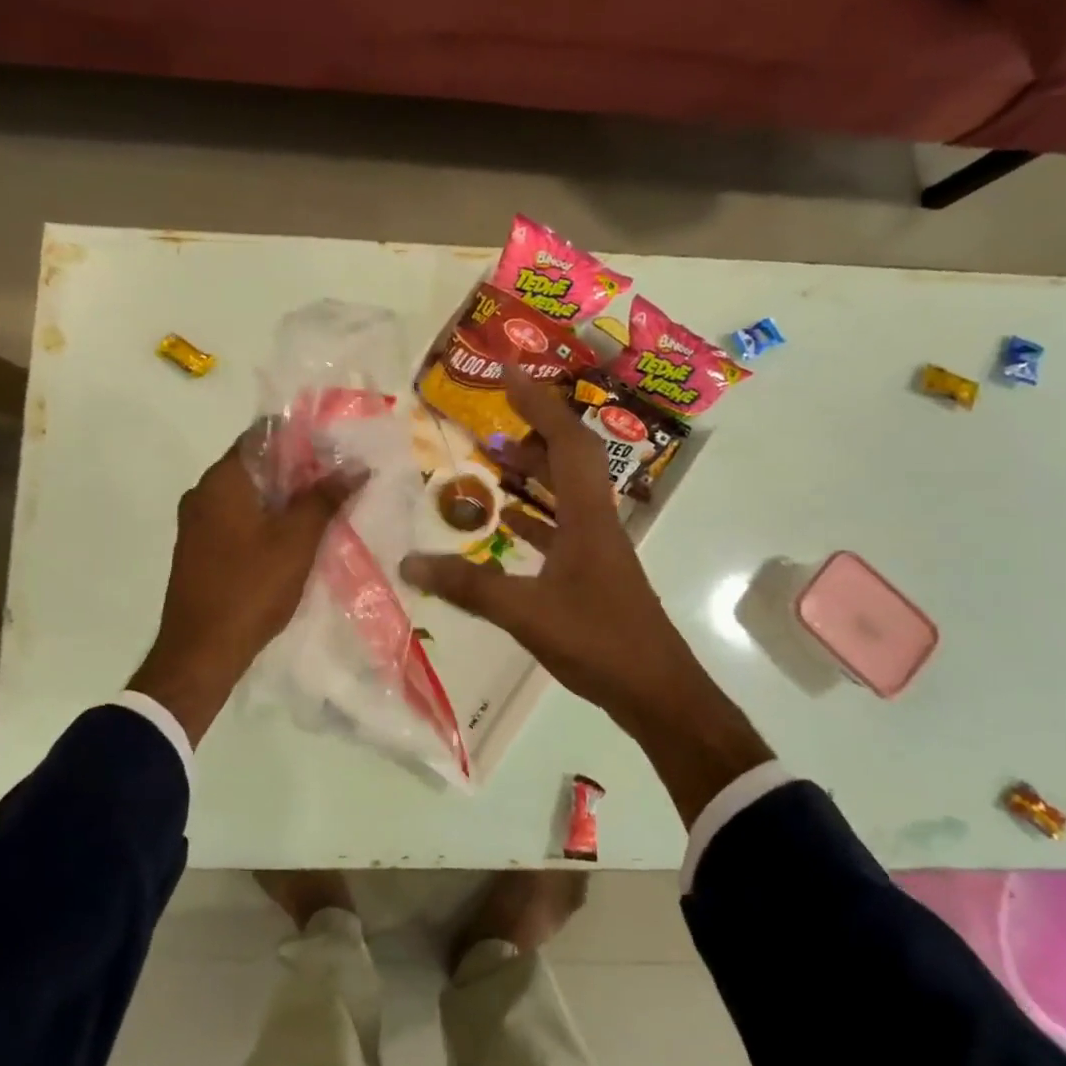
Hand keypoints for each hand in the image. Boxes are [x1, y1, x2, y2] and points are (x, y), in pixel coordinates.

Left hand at [128, 436, 362, 744]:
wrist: (200, 653)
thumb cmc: (250, 588)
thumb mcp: (297, 541)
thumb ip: (325, 499)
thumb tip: (355, 467)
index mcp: (222, 480)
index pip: (263, 435)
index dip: (303, 438)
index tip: (337, 450)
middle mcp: (203, 493)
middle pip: (257, 464)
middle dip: (299, 471)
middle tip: (339, 481)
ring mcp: (197, 524)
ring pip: (248, 495)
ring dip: (284, 498)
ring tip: (325, 508)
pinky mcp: (200, 550)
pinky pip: (238, 520)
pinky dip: (266, 520)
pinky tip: (295, 537)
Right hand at [400, 369, 770, 822]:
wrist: (657, 693)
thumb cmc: (599, 642)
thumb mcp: (525, 612)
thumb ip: (467, 586)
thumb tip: (408, 563)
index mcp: (588, 515)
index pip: (565, 440)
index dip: (536, 402)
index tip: (505, 373)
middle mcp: (597, 520)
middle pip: (569, 457)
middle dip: (532, 428)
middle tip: (491, 417)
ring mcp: (598, 547)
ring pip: (566, 492)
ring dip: (534, 471)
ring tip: (492, 461)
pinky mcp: (594, 572)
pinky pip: (562, 527)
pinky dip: (535, 516)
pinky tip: (508, 522)